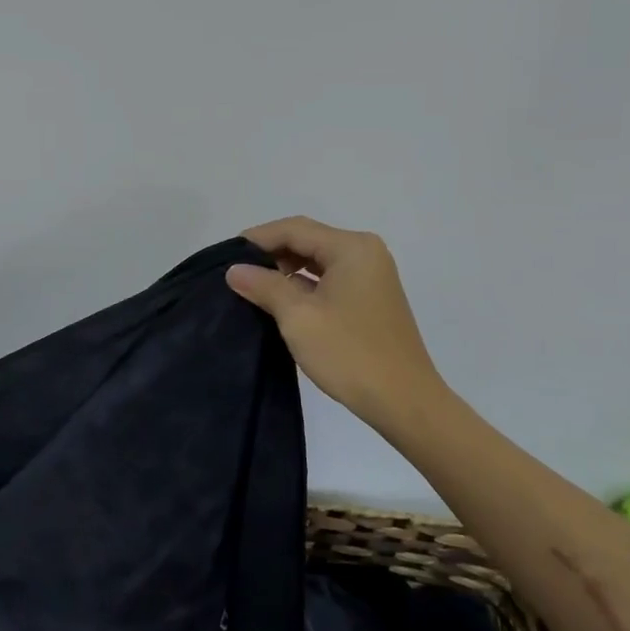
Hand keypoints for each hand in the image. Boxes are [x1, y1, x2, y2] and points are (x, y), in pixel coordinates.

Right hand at [226, 217, 446, 429]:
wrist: (404, 401)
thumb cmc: (349, 354)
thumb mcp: (298, 317)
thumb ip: (265, 286)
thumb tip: (234, 269)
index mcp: (351, 248)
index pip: (294, 229)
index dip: (257, 239)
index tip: (225, 256)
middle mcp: (365, 253)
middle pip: (307, 240)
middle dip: (270, 253)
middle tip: (236, 273)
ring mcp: (371, 276)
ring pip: (317, 260)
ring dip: (285, 270)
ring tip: (252, 287)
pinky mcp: (370, 298)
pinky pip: (329, 279)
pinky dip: (303, 285)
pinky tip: (280, 301)